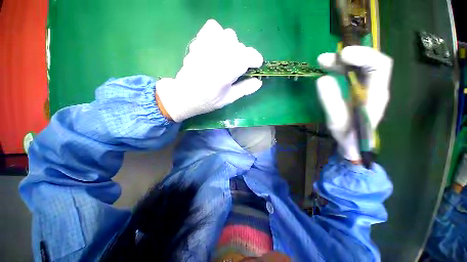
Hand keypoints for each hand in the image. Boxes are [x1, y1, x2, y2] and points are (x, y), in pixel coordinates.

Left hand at [156, 19, 263, 121]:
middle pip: (239, 46)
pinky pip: (212, 27)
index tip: (256, 66)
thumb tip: (259, 81)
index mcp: (227, 71)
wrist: (184, 95)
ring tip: (226, 58)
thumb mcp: (229, 99)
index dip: (256, 60)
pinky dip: (218, 34)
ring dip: (232, 46)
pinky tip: (216, 47)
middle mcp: (218, 54)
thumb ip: (245, 89)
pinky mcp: (198, 41)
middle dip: (243, 57)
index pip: (248, 56)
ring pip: (228, 35)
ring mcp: (207, 45)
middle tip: (237, 68)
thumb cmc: (207, 101)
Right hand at [316, 46, 392, 161]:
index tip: (342, 56)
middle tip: (324, 59)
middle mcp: (375, 87)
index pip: (379, 66)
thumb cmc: (347, 135)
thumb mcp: (336, 122)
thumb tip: (322, 79)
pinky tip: (327, 69)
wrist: (353, 143)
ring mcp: (366, 88)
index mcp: (376, 95)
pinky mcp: (357, 89)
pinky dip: (339, 68)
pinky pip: (351, 73)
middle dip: (349, 56)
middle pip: (370, 62)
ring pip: (359, 66)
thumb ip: (331, 101)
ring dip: (341, 62)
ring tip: (322, 62)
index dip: (363, 56)